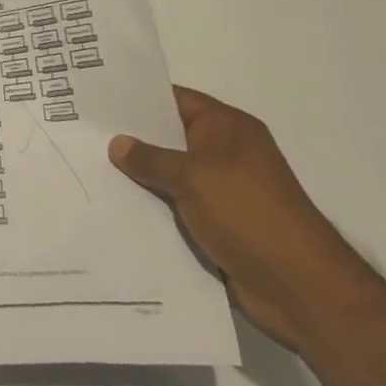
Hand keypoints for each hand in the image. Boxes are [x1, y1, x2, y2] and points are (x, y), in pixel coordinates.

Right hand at [109, 86, 369, 350]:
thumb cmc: (248, 214)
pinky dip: (153, 208)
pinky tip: (116, 208)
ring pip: (171, 175)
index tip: (97, 97)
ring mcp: (223, 191)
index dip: (138, 96)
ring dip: (140, 178)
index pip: (175, 99)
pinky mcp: (219, 225)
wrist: (300, 289)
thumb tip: (117, 143)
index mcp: (227, 128)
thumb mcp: (192, 178)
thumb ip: (150, 159)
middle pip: (170, 137)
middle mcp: (226, 153)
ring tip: (89, 169)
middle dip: (132, 138)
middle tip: (84, 133)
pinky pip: (177, 208)